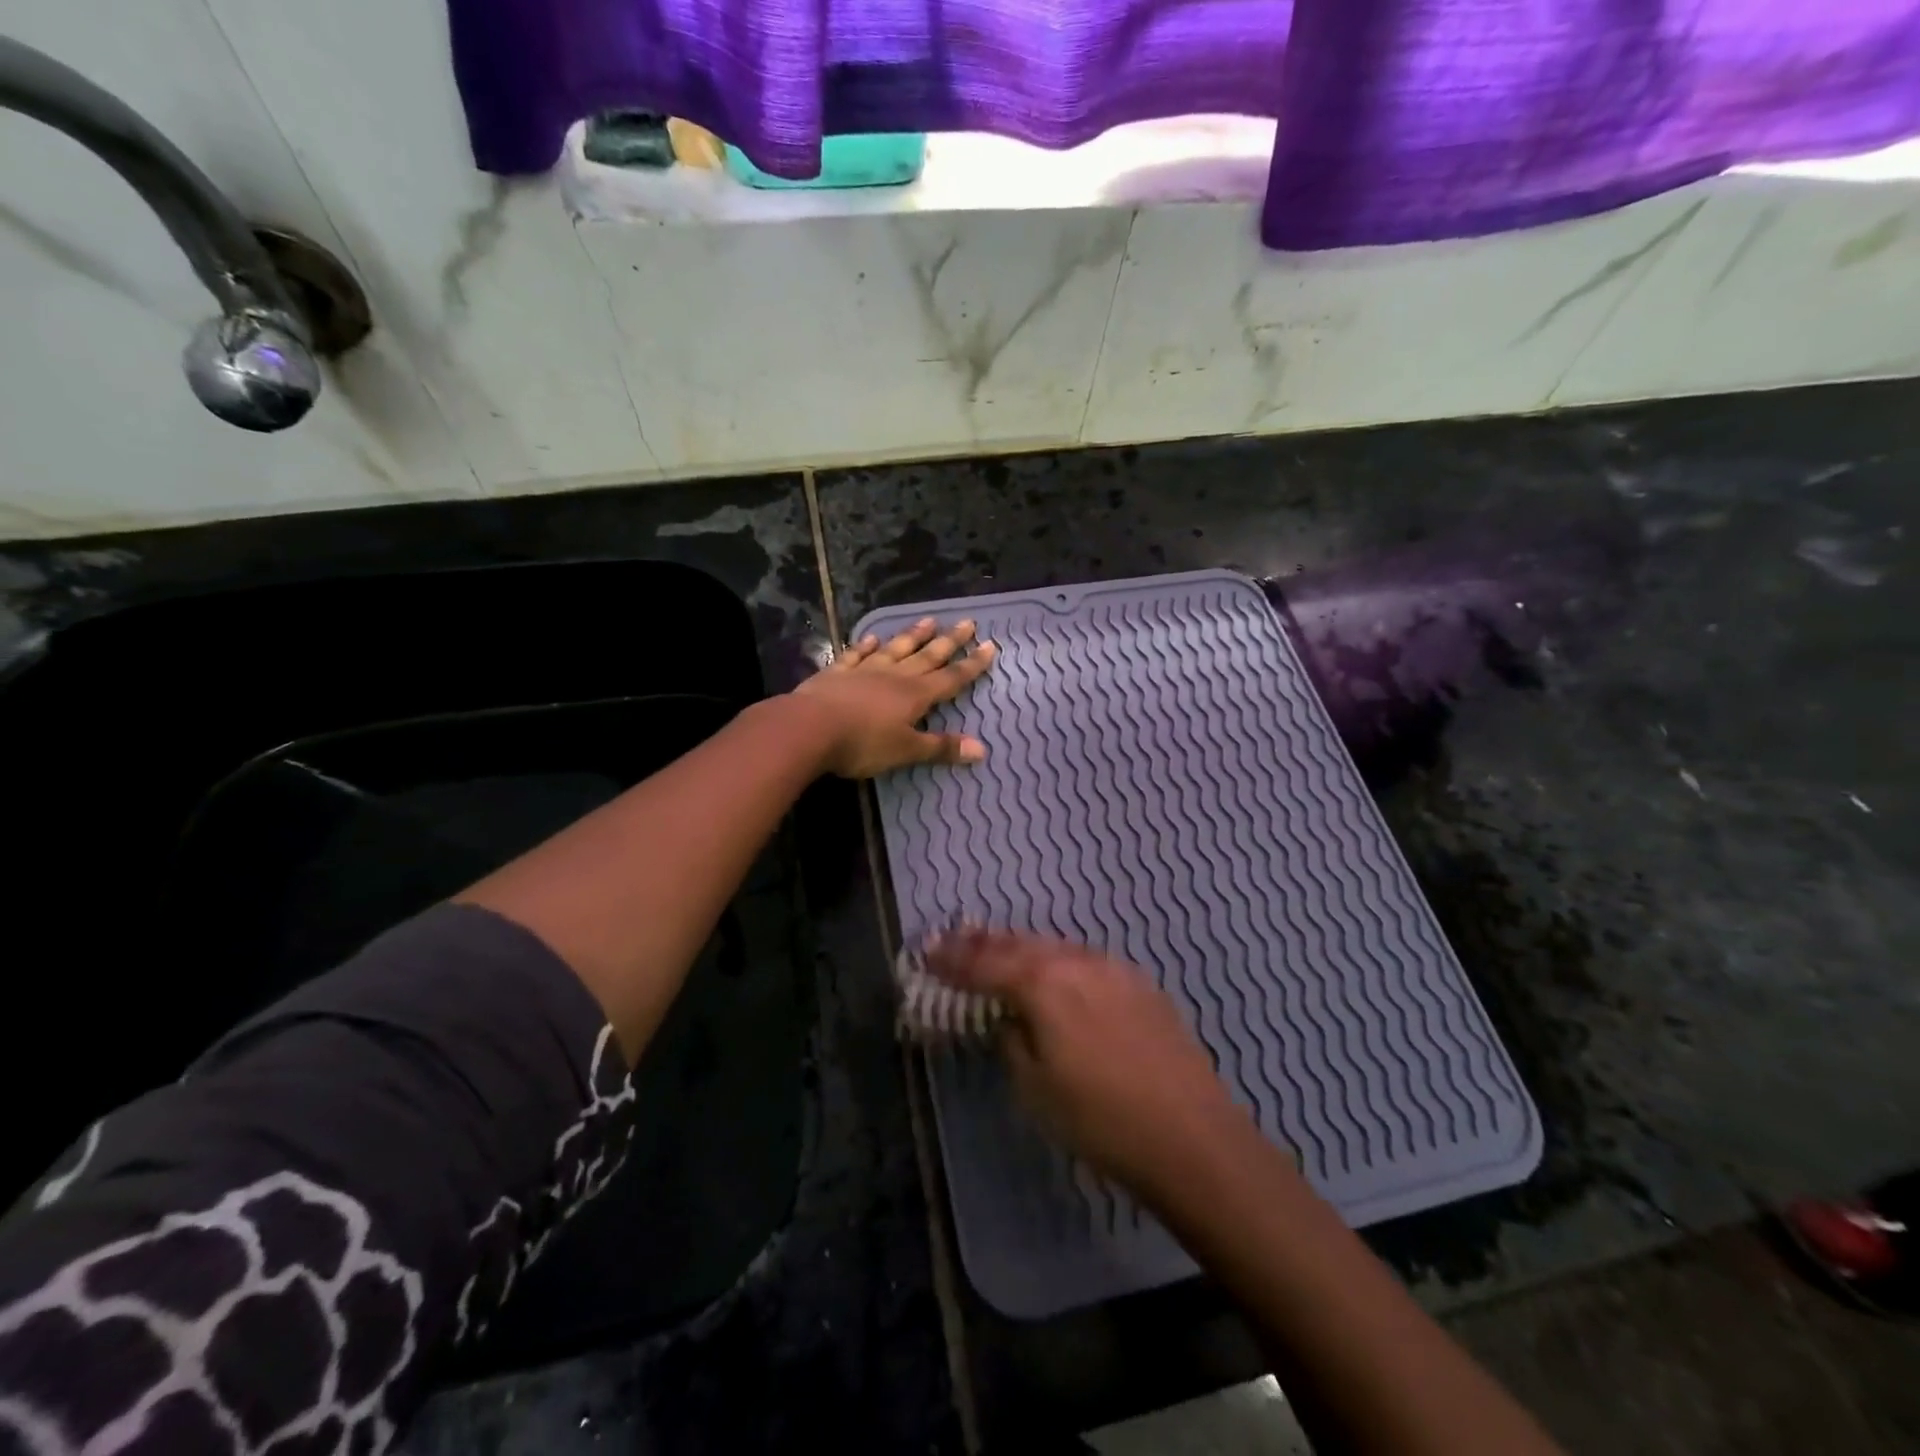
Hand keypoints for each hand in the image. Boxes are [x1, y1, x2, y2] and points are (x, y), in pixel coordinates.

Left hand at [791, 617, 996, 777]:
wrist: (810, 727)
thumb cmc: (863, 743)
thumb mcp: (906, 751)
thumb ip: (941, 748)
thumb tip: (982, 749)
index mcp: (915, 695)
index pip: (951, 678)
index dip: (971, 665)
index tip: (990, 646)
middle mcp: (894, 676)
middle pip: (927, 656)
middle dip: (949, 641)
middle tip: (967, 621)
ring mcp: (864, 670)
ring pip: (895, 649)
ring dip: (913, 635)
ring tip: (928, 620)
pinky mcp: (837, 673)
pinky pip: (856, 655)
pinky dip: (866, 646)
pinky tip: (872, 638)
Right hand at [927, 929, 1254, 1196]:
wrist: (1191, 1137)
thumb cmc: (1100, 1120)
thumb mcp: (1034, 1088)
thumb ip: (1013, 1040)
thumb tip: (1010, 1018)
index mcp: (1041, 983)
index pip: (983, 964)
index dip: (951, 960)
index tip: (925, 952)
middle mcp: (1075, 961)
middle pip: (1018, 944)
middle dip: (981, 942)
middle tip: (951, 938)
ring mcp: (1112, 967)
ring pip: (1053, 945)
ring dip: (1020, 946)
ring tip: (995, 945)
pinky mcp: (1139, 983)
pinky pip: (1083, 959)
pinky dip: (1056, 959)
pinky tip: (1053, 968)